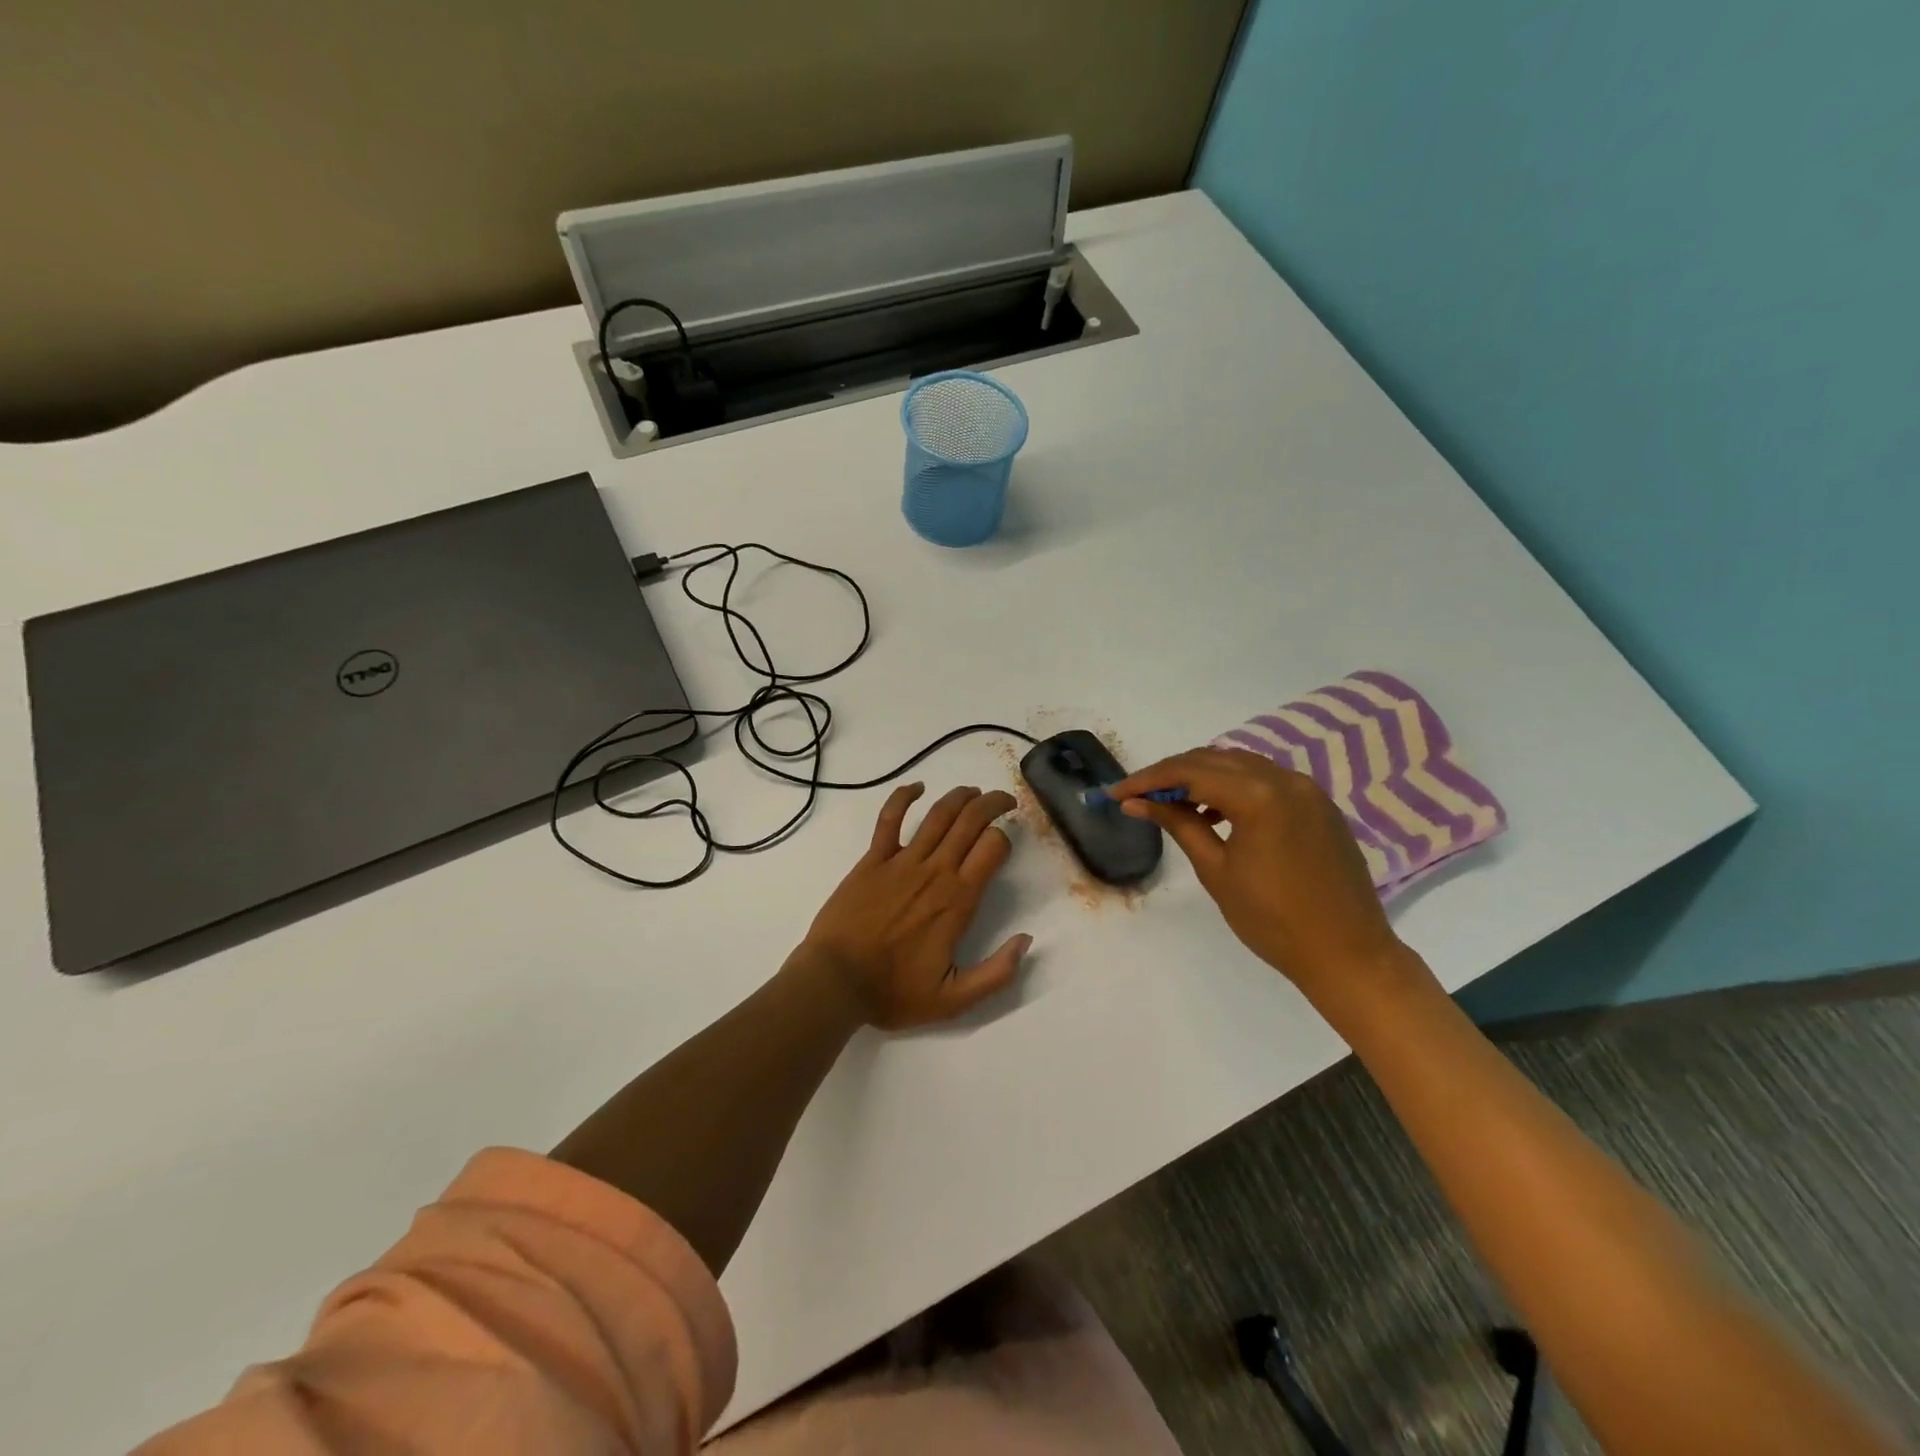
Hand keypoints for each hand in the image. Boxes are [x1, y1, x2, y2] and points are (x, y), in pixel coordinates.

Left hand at [799, 783, 1031, 1029]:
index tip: (1007, 841)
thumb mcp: (954, 1000)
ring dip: (960, 796)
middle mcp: (934, 871)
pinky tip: (917, 787)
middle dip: (993, 804)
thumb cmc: (893, 992)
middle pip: (971, 821)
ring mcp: (901, 861)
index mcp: (957, 900)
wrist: (834, 982)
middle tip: (1004, 801)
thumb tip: (1026, 940)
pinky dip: (903, 797)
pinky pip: (889, 818)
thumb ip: (997, 973)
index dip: (1005, 838)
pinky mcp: (872, 860)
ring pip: (938, 814)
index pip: (993, 848)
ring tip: (973, 792)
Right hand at [1107, 748, 1415, 1000]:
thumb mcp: (1216, 871)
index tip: (1116, 792)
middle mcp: (1285, 780)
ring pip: (1241, 765)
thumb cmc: (1273, 920)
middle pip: (1215, 759)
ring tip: (1172, 803)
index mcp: (1259, 796)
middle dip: (1172, 773)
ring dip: (1203, 776)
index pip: (1190, 772)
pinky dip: (1234, 787)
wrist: (1348, 954)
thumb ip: (1178, 825)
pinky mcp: (1319, 804)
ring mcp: (1308, 790)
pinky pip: (1266, 780)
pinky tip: (1215, 812)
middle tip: (1138, 795)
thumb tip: (1136, 802)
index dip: (1148, 779)